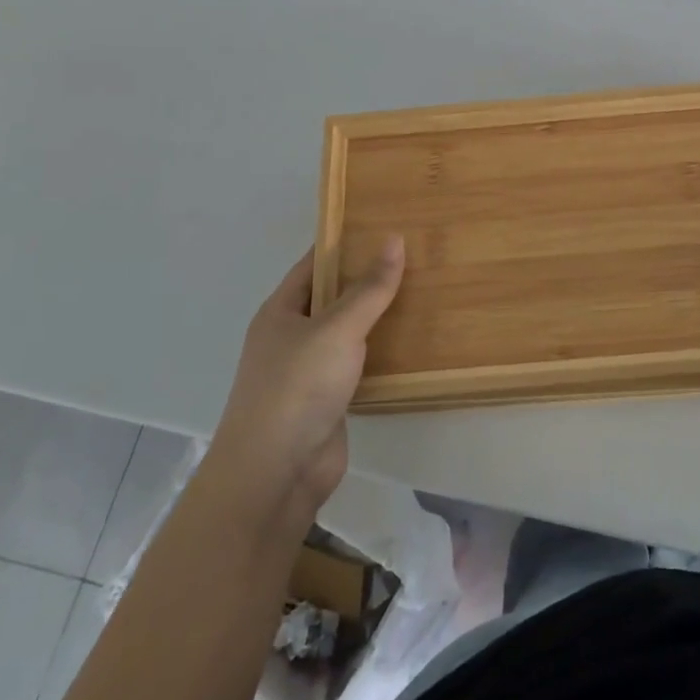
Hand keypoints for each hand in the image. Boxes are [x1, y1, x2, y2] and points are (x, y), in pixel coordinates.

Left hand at [204, 237, 404, 522]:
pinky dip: (381, 353)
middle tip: (415, 256)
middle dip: (368, 279)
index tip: (383, 225)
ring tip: (423, 292)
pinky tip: (413, 342)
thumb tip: (394, 240)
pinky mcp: (329, 400)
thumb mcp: (337, 329)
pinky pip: (358, 365)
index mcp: (280, 312)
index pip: (313, 264)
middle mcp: (291, 337)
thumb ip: (369, 288)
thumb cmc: (297, 388)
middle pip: (333, 298)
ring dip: (378, 318)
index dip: (344, 243)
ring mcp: (308, 371)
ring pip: (348, 333)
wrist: (275, 474)